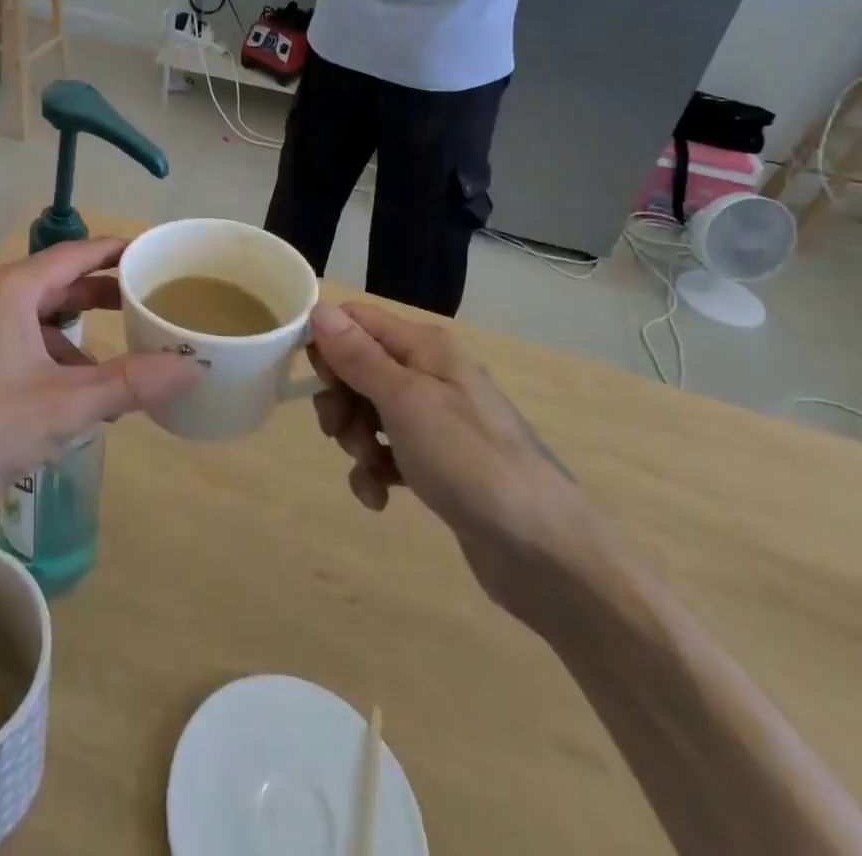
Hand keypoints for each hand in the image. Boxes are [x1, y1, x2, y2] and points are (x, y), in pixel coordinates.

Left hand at [0, 240, 198, 523]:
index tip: (152, 255)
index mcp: (8, 289)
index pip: (74, 253)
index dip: (116, 252)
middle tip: (144, 305)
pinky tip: (66, 392)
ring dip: (72, 334)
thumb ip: (131, 383)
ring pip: (33, 313)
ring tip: (111, 365)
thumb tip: (191, 367)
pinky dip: (44, 352)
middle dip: (99, 296)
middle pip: (54, 281)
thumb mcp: (65, 407)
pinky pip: (12, 334)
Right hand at [308, 302, 600, 621]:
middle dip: (340, 400)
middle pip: (358, 367)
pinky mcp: (439, 462)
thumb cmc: (469, 460)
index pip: (356, 320)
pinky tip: (380, 497)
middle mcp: (430, 374)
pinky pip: (389, 452)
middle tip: (340, 433)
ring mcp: (436, 420)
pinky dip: (376, 471)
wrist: (544, 553)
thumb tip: (319, 308)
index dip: (327, 344)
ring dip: (355, 440)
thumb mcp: (404, 401)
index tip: (317, 381)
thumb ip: (358, 356)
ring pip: (369, 412)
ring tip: (370, 468)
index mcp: (425, 347)